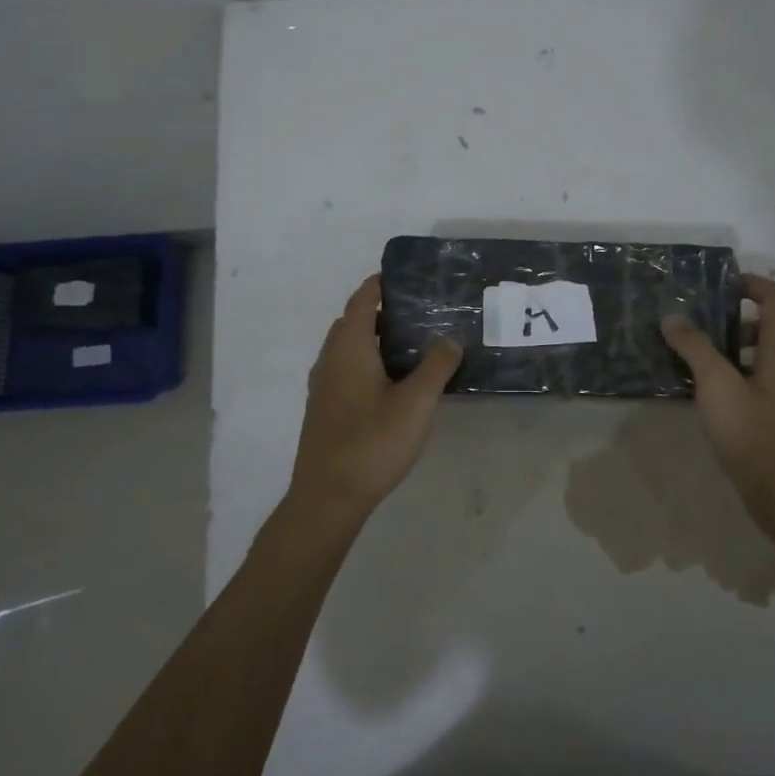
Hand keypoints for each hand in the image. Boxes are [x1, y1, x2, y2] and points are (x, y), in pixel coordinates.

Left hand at [286, 275, 463, 519]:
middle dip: (382, 311)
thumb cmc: (373, 442)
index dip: (381, 284)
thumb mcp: (417, 402)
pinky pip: (347, 369)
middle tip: (421, 312)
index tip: (409, 279)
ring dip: (375, 338)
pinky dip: (368, 361)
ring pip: (349, 347)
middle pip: (353, 321)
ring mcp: (324, 386)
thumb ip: (436, 366)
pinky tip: (395, 381)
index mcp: (349, 348)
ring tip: (414, 343)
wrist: (329, 497)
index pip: (362, 300)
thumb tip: (450, 340)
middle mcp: (330, 359)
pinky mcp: (326, 408)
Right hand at [661, 274, 774, 519]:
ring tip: (696, 353)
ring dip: (732, 343)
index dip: (752, 283)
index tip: (718, 287)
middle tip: (699, 320)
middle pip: (770, 321)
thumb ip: (694, 347)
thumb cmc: (752, 432)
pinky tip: (707, 387)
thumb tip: (672, 317)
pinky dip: (736, 368)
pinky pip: (760, 374)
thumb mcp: (716, 385)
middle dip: (734, 314)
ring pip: (763, 349)